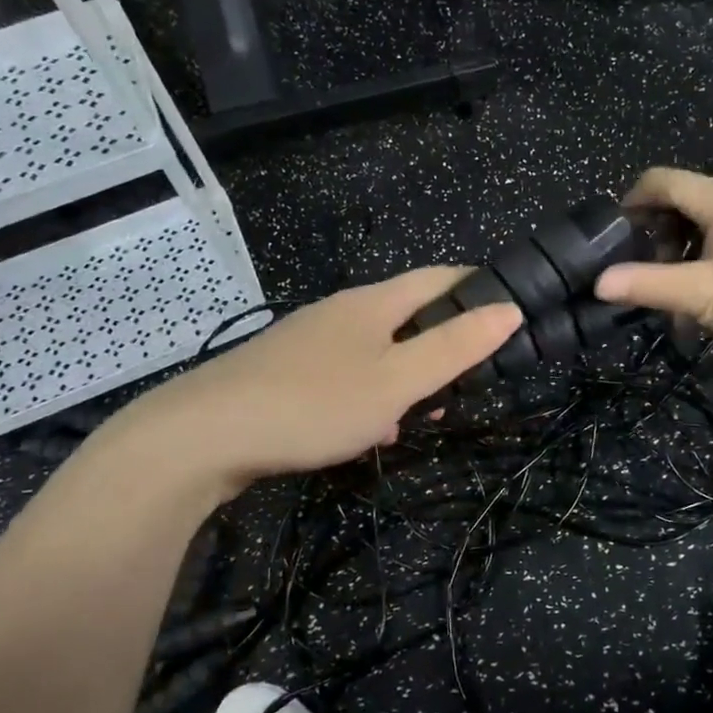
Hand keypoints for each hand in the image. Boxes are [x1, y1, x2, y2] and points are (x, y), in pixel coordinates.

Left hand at [108, 268, 520, 494]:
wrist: (203, 435)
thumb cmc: (315, 403)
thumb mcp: (398, 381)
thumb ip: (455, 347)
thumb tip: (510, 309)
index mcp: (373, 303)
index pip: (438, 277)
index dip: (476, 287)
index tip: (508, 311)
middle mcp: (340, 312)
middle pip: (407, 313)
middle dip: (443, 340)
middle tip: (471, 377)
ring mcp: (308, 342)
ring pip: (375, 348)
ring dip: (407, 374)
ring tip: (426, 412)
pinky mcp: (284, 373)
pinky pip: (345, 374)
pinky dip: (370, 393)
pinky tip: (368, 429)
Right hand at [593, 166, 712, 366]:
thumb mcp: (708, 297)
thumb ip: (651, 286)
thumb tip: (600, 282)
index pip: (661, 180)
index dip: (630, 201)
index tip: (616, 237)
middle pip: (687, 199)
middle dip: (661, 233)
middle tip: (654, 275)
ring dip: (689, 248)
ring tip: (688, 292)